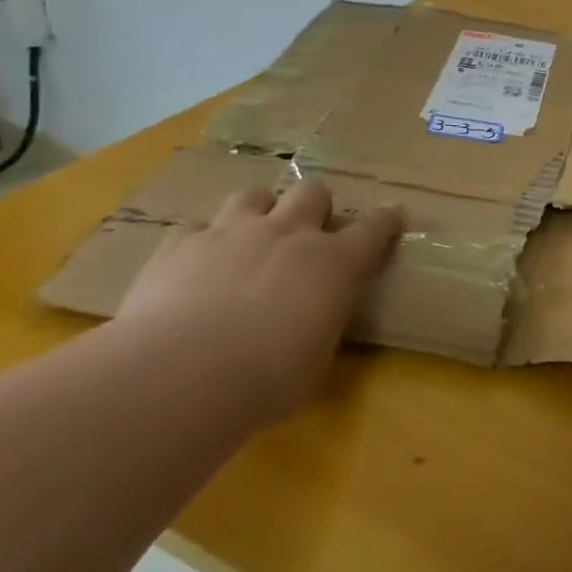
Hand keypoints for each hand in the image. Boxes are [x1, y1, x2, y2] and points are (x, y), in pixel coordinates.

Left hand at [115, 179, 399, 422]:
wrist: (180, 376)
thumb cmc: (267, 379)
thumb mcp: (317, 358)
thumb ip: (321, 324)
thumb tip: (312, 322)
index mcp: (336, 263)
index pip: (375, 226)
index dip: (386, 220)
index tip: (391, 218)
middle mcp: (289, 234)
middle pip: (313, 191)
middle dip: (315, 207)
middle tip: (307, 234)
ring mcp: (232, 233)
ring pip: (253, 195)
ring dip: (258, 213)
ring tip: (250, 240)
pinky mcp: (179, 245)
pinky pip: (195, 227)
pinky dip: (200, 243)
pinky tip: (195, 267)